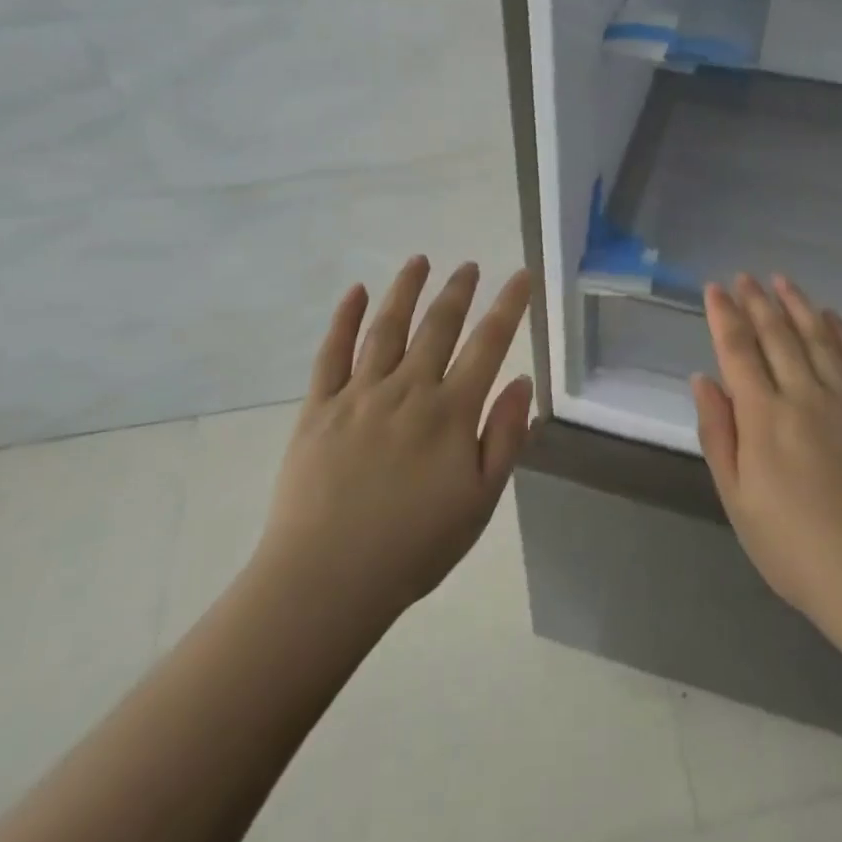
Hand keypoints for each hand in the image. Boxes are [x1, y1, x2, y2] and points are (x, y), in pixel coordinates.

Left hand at [258, 256, 534, 629]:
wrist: (326, 580)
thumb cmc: (414, 547)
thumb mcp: (479, 502)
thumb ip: (504, 438)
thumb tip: (523, 382)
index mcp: (450, 413)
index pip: (488, 344)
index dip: (508, 306)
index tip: (520, 275)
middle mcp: (408, 389)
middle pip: (438, 326)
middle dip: (457, 290)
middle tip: (468, 265)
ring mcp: (359, 394)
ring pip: (387, 327)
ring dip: (405, 290)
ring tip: (419, 261)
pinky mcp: (319, 407)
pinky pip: (332, 352)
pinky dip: (344, 319)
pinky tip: (354, 293)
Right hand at [691, 274, 841, 658]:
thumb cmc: (797, 550)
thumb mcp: (738, 501)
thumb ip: (718, 435)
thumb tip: (702, 380)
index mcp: (764, 417)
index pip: (737, 351)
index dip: (723, 316)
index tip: (714, 288)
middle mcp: (805, 395)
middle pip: (776, 335)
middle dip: (756, 301)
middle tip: (744, 276)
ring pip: (817, 337)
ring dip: (797, 305)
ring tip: (781, 280)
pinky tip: (831, 317)